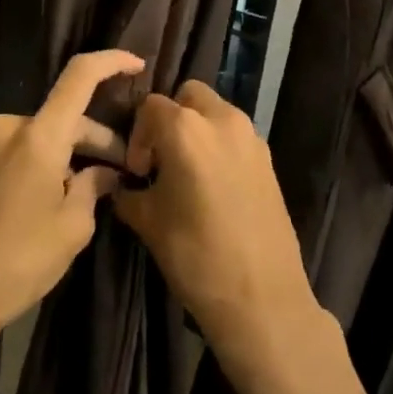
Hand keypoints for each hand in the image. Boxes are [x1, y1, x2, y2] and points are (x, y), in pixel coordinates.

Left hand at [0, 50, 143, 382]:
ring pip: (51, 133)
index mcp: (39, 135)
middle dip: (102, 138)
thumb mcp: (73, 226)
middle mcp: (13, 127)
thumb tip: (107, 172)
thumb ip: (95, 186)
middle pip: (69, 115)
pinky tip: (72, 190)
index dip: (112, 62)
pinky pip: (31, 146)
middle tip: (131, 170)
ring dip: (78, 152)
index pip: (80, 76)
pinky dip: (55, 159)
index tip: (139, 66)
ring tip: (105, 186)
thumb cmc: (20, 260)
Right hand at [112, 80, 373, 393]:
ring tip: (186, 173)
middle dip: (169, 118)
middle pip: (188, 96)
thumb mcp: (148, 222)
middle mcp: (221, 120)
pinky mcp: (269, 159)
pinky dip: (219, 145)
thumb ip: (129, 192)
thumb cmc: (196, 256)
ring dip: (196, 129)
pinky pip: (235, 135)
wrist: (261, 298)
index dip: (137, 135)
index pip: (149, 107)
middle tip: (161, 159)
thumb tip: (123, 185)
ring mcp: (251, 137)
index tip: (136, 171)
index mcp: (185, 129)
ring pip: (215, 112)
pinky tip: (213, 187)